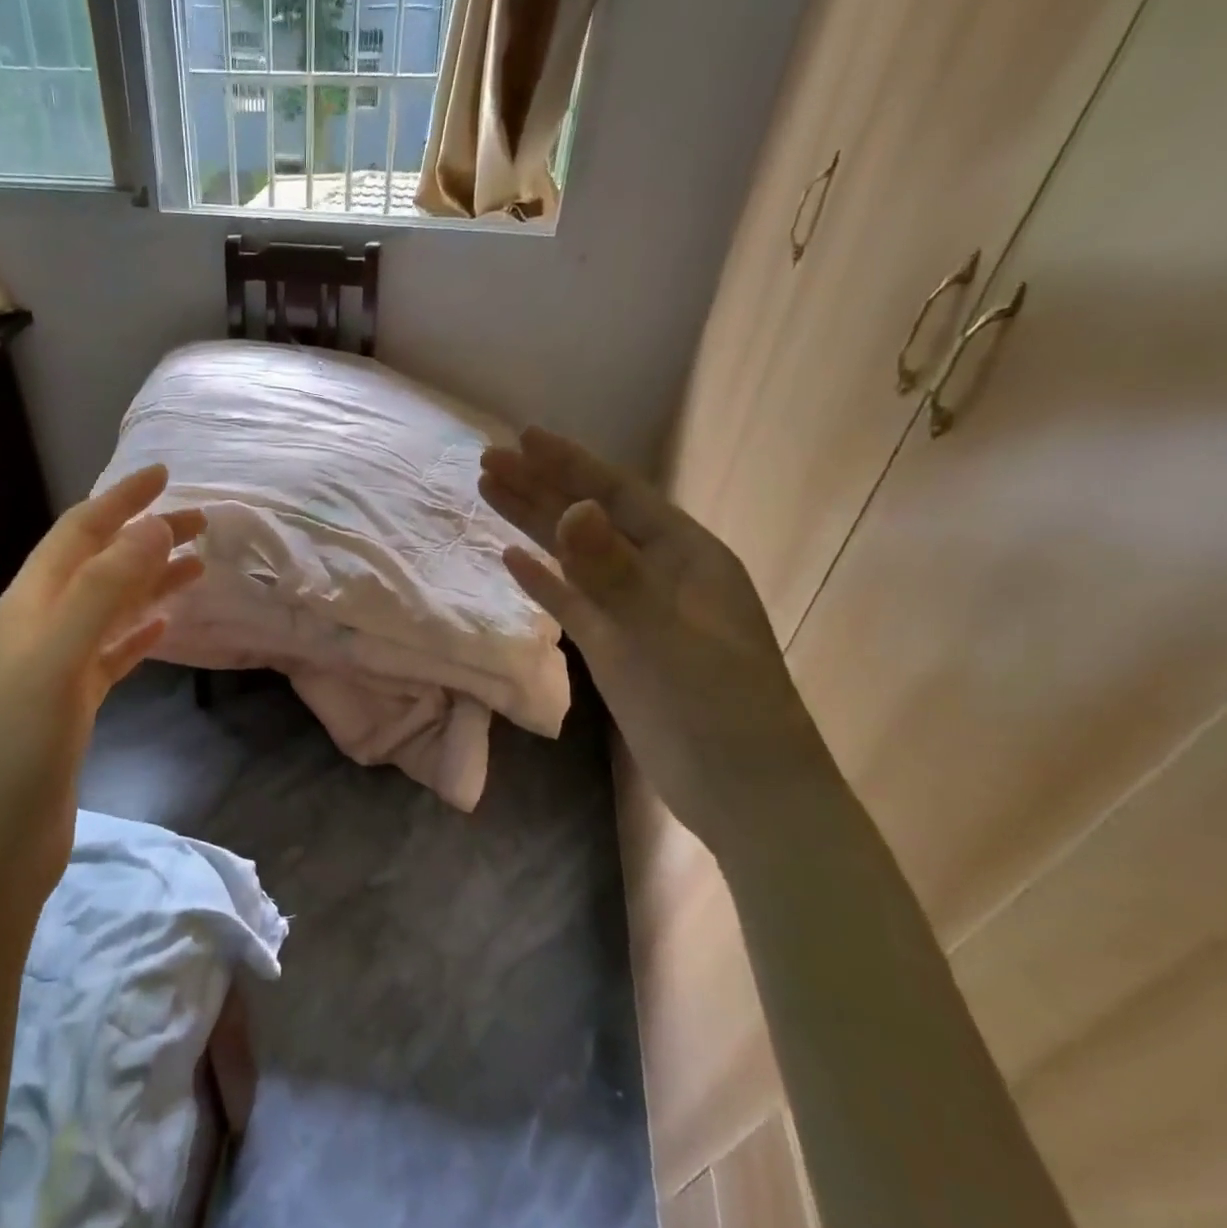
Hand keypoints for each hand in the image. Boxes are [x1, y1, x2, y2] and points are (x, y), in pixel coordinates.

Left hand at [0, 465, 203, 902]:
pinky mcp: (71, 705)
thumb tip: (152, 528)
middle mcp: (39, 626)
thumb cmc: (22, 746)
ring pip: (109, 608)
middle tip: (201, 523)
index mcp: (30, 605)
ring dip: (149, 582)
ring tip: (197, 566)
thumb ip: (104, 590)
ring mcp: (55, 667)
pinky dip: (138, 633)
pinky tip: (165, 628)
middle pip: (99, 565)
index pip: (79, 533)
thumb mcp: (60, 657)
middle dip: (146, 538)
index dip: (121, 501)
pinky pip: (111, 653)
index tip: (164, 475)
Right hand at [479, 428, 834, 851]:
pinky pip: (571, 601)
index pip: (617, 496)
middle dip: (540, 486)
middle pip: (589, 518)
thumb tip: (572, 510)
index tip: (523, 437)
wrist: (740, 790)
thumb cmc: (718, 709)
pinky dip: (543, 580)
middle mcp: (658, 574)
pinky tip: (512, 561)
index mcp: (685, 556)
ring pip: (574, 556)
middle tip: (486, 460)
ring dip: (533, 524)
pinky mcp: (616, 648)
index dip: (570, 464)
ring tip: (488, 493)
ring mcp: (634, 612)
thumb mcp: (666, 636)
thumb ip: (616, 575)